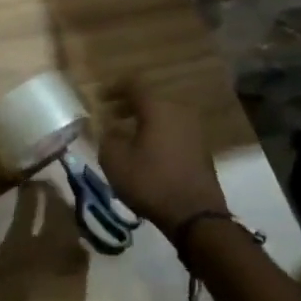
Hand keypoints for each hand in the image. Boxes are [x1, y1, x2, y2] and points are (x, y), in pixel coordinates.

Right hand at [98, 81, 225, 235]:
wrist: (195, 216)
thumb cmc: (150, 182)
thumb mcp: (114, 160)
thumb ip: (106, 136)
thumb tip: (107, 126)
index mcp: (157, 107)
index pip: (133, 84)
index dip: (113, 88)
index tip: (99, 98)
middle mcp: (179, 111)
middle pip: (150, 99)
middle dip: (127, 105)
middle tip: (110, 116)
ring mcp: (194, 130)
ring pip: (163, 115)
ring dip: (143, 120)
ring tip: (125, 135)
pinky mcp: (201, 149)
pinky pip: (173, 131)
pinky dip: (157, 133)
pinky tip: (145, 150)